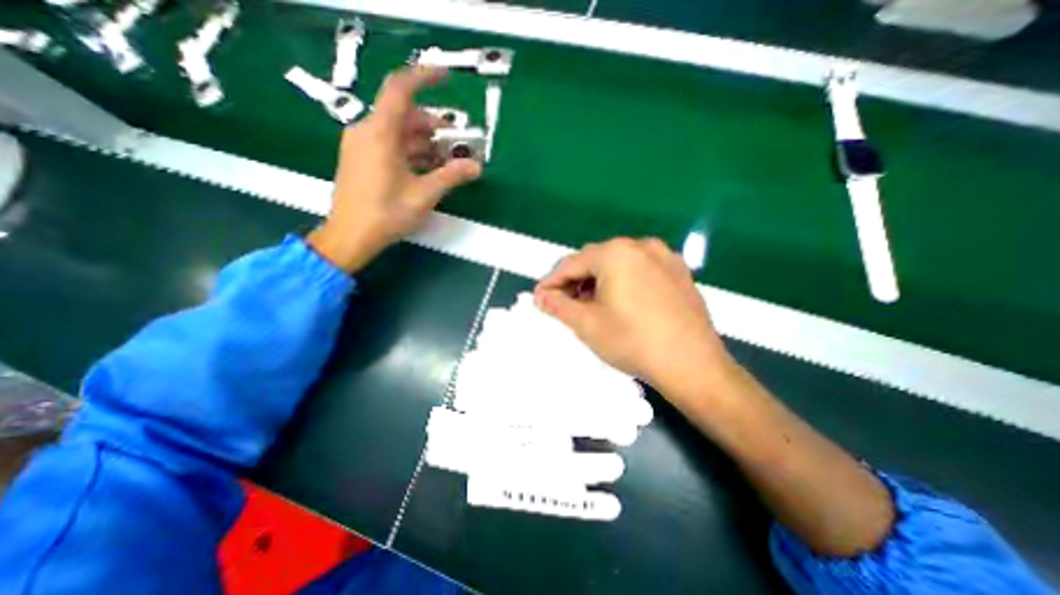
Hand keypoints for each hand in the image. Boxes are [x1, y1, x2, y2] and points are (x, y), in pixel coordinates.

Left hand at [309, 67, 483, 274]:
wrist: (350, 236)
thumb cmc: (386, 213)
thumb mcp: (424, 194)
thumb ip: (451, 176)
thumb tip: (477, 167)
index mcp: (380, 134)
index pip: (401, 90)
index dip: (424, 77)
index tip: (447, 77)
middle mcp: (367, 132)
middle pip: (403, 115)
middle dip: (432, 125)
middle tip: (456, 141)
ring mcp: (361, 146)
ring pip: (398, 132)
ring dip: (424, 142)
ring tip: (446, 159)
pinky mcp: (361, 159)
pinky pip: (389, 145)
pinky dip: (410, 151)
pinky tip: (427, 168)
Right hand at [535, 237, 734, 398]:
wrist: (693, 366)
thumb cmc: (632, 342)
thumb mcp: (586, 324)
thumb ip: (558, 305)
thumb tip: (540, 296)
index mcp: (615, 253)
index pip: (571, 263)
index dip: (551, 281)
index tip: (539, 298)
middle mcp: (640, 246)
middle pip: (595, 260)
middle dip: (575, 281)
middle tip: (563, 304)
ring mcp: (664, 257)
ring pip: (618, 263)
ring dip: (598, 280)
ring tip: (590, 305)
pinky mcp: (679, 272)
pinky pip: (640, 270)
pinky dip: (622, 281)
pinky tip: (620, 302)